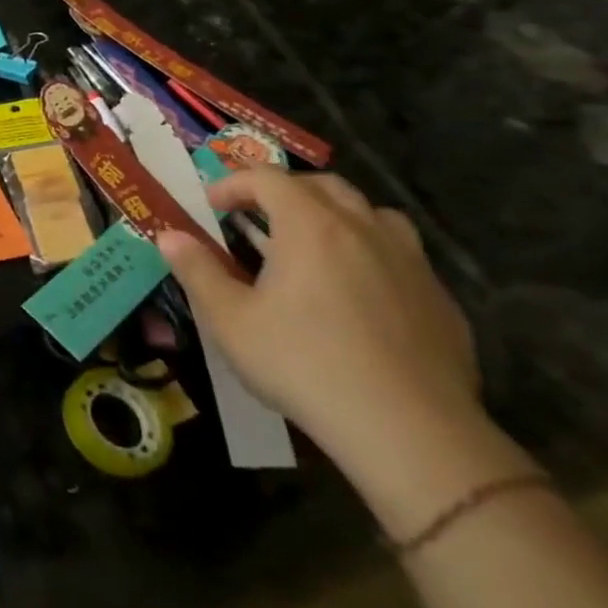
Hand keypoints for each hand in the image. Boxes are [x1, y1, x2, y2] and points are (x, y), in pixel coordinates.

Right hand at [155, 170, 480, 468]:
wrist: (407, 429)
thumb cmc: (302, 363)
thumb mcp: (229, 319)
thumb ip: (196, 270)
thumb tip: (168, 236)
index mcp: (310, 227)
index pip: (268, 179)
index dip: (233, 184)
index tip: (210, 207)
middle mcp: (363, 230)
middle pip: (323, 186)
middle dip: (283, 192)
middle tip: (255, 218)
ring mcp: (410, 263)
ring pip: (371, 214)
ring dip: (335, 215)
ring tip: (310, 245)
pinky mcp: (439, 299)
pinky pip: (400, 255)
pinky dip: (369, 254)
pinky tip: (354, 293)